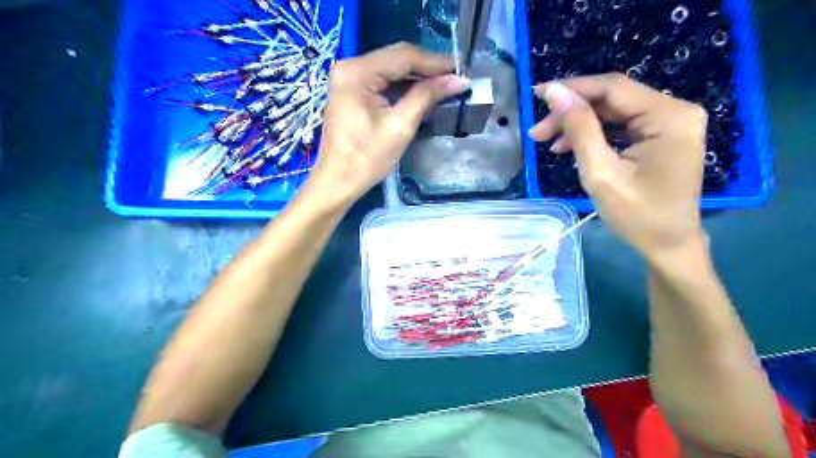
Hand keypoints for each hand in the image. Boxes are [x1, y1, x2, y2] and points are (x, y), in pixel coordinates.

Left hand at [305, 43, 471, 206]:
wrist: (338, 182)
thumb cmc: (366, 159)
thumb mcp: (400, 127)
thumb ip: (427, 97)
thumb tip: (458, 80)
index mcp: (357, 72)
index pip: (403, 56)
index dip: (435, 62)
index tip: (462, 69)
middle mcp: (349, 66)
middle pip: (396, 58)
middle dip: (427, 68)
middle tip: (456, 77)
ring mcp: (348, 78)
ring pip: (391, 69)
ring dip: (417, 76)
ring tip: (445, 84)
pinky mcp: (351, 91)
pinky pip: (383, 81)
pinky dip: (403, 86)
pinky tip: (423, 91)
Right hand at [530, 75, 707, 260]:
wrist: (667, 245)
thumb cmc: (636, 215)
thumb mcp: (600, 172)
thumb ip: (579, 128)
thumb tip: (555, 92)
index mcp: (668, 116)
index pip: (613, 88)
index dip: (572, 88)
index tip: (536, 94)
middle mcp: (674, 111)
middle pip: (612, 99)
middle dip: (571, 113)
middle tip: (537, 132)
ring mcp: (669, 124)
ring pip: (613, 112)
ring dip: (578, 125)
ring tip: (547, 142)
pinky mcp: (660, 137)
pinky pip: (620, 126)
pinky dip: (594, 135)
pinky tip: (570, 147)